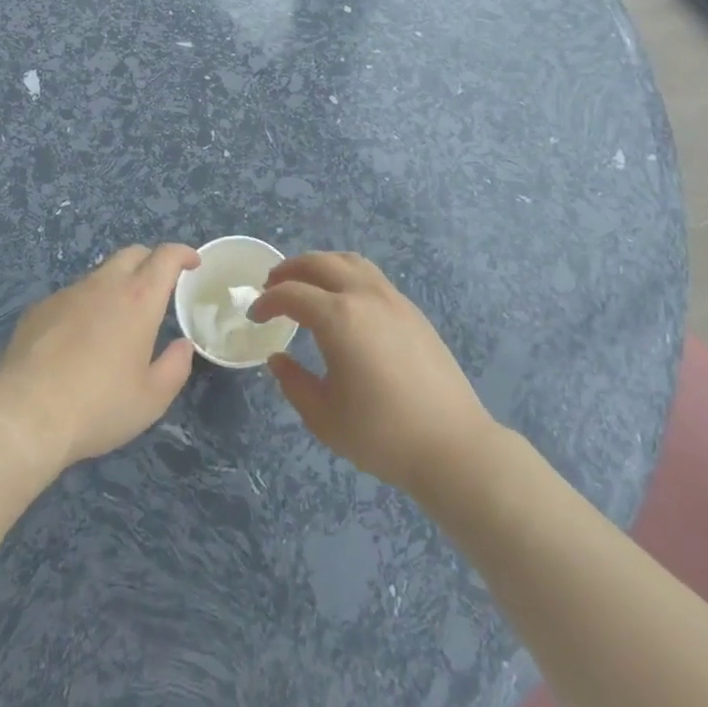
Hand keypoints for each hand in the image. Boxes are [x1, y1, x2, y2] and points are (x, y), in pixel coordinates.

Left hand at [0, 244, 197, 469]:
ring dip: (116, 284)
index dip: (182, 254)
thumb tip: (182, 346)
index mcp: (138, 299)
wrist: (27, 414)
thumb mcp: (151, 398)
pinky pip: (71, 297)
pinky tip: (77, 339)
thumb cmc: (99, 406)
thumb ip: (175, 367)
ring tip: (116, 318)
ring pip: (99, 274)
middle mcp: (104, 285)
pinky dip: (84, 306)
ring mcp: (68, 294)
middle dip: (150, 260)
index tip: (192, 263)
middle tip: (158, 284)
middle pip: (132, 254)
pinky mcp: (39, 309)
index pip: (165, 257)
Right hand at [249, 251, 492, 495]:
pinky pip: (371, 276)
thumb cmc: (381, 434)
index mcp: (338, 318)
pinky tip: (343, 301)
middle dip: (289, 270)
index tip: (255, 316)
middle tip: (271, 286)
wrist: (452, 445)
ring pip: (349, 261)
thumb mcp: (323, 416)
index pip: (291, 294)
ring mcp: (392, 299)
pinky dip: (346, 275)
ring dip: (320, 265)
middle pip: (319, 263)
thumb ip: (294, 383)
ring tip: (306, 284)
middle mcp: (364, 295)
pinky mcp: (412, 310)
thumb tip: (279, 358)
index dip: (267, 301)